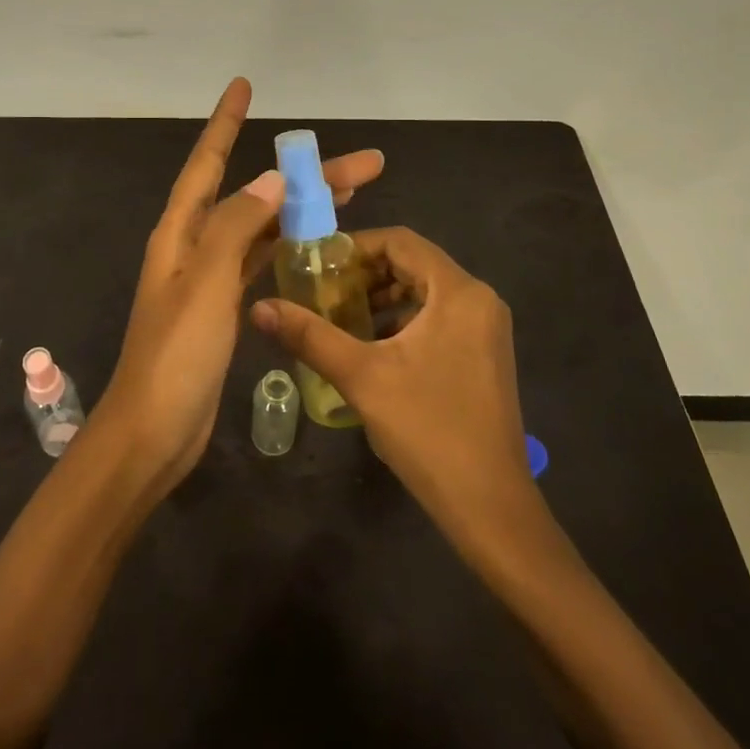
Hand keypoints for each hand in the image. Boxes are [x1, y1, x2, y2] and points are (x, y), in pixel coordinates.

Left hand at [98, 78, 384, 484]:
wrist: (154, 432)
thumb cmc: (176, 354)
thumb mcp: (205, 282)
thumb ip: (236, 226)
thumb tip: (270, 178)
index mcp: (181, 232)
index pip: (206, 162)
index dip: (225, 122)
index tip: (244, 86)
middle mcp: (194, 246)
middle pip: (252, 194)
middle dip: (303, 175)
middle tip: (365, 165)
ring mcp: (210, 278)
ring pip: (264, 228)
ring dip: (303, 210)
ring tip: (353, 196)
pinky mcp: (225, 308)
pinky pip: (263, 262)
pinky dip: (290, 248)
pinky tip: (320, 245)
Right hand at [250, 227, 529, 528]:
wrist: (490, 507)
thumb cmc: (427, 430)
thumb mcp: (361, 377)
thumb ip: (309, 336)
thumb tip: (259, 306)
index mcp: (458, 292)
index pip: (401, 241)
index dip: (356, 246)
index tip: (318, 266)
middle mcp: (479, 299)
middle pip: (414, 263)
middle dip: (366, 274)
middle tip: (324, 292)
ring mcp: (486, 328)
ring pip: (426, 291)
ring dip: (383, 297)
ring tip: (341, 318)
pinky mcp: (485, 354)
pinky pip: (439, 316)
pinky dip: (404, 320)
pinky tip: (373, 347)